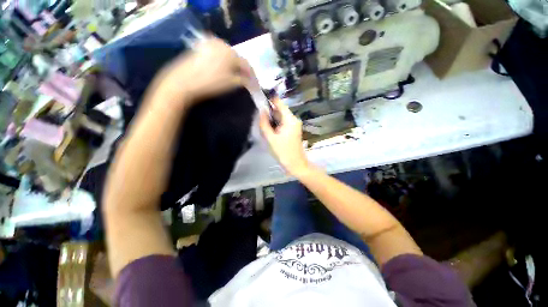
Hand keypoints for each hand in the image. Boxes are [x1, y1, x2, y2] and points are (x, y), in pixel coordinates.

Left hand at [149, 37, 252, 107]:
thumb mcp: (231, 83)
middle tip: (247, 81)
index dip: (252, 76)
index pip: (247, 65)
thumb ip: (244, 80)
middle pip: (238, 59)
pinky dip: (224, 63)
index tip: (256, 85)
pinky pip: (218, 55)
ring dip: (234, 67)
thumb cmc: (210, 83)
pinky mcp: (202, 48)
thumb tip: (251, 81)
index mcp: (230, 52)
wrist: (183, 82)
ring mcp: (210, 45)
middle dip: (243, 70)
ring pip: (228, 56)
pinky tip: (225, 71)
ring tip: (237, 77)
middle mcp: (221, 44)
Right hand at [259, 98, 309, 175]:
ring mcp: (294, 125)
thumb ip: (264, 123)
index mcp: (290, 119)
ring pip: (281, 117)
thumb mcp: (271, 138)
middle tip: (259, 118)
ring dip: (272, 119)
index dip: (269, 100)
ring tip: (263, 125)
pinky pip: (283, 123)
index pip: (279, 103)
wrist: (296, 164)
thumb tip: (261, 110)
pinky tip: (270, 130)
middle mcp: (294, 119)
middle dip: (269, 112)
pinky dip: (276, 124)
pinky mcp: (293, 130)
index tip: (259, 100)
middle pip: (280, 110)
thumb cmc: (283, 152)